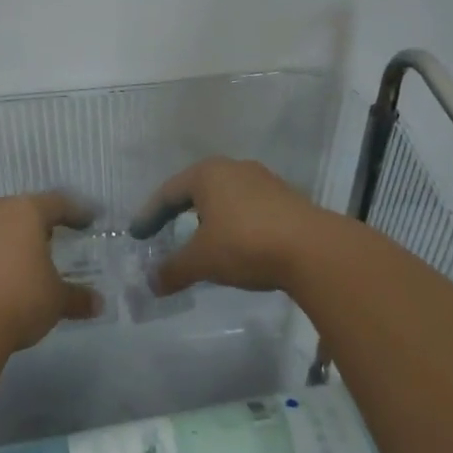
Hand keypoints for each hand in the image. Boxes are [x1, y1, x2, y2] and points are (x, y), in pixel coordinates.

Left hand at [0, 192, 100, 352]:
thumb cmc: (19, 299)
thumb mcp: (56, 300)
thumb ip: (77, 298)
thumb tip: (98, 304)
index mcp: (27, 212)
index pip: (58, 203)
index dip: (76, 212)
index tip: (89, 220)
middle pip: (25, 210)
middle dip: (43, 222)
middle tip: (59, 235)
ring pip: (2, 225)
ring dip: (18, 237)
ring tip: (33, 255)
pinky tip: (7, 272)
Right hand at [130, 157, 337, 295]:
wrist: (314, 249)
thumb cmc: (245, 244)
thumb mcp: (202, 260)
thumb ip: (173, 270)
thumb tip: (151, 283)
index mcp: (207, 174)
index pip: (168, 192)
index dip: (149, 215)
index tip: (137, 234)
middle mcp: (234, 168)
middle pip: (196, 190)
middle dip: (178, 212)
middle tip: (164, 231)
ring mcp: (263, 181)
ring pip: (225, 197)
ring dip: (208, 218)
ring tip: (200, 241)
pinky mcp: (286, 199)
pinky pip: (248, 208)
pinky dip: (233, 224)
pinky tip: (235, 245)